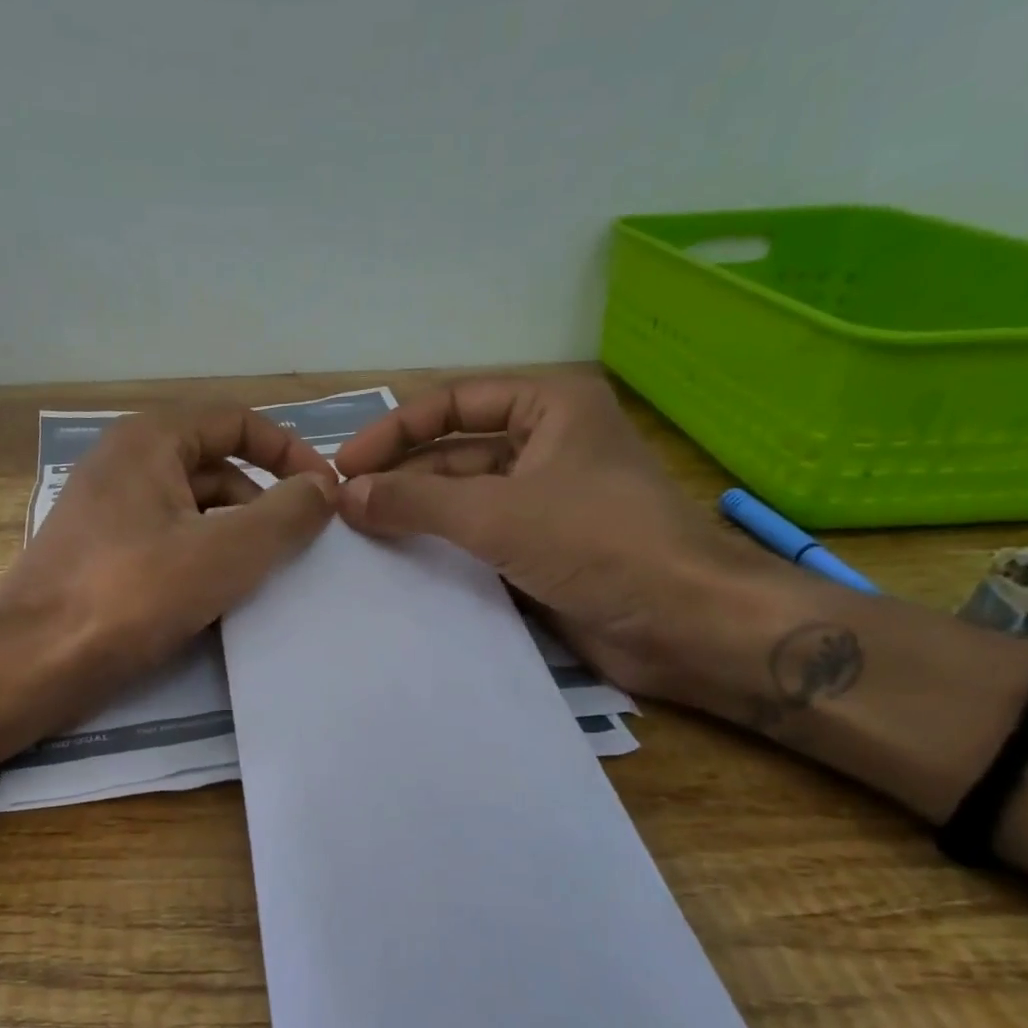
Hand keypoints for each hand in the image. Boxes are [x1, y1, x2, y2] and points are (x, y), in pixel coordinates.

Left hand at [0, 406, 337, 717]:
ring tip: (269, 577)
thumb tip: (323, 488)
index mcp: (150, 440)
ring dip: (237, 535)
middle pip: (217, 465)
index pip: (237, 421)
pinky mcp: (102, 555)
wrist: (31, 664)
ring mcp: (109, 511)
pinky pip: (169, 542)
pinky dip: (204, 560)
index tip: (325, 494)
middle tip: (301, 546)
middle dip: (265, 500)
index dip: (288, 451)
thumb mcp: (226, 552)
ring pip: (194, 509)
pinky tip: (224, 599)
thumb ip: (286, 514)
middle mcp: (125, 463)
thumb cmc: (131, 595)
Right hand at [334, 373, 767, 698]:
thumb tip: (346, 495)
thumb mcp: (498, 513)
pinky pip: (479, 539)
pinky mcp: (543, 550)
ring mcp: (545, 502)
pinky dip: (441, 549)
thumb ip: (417, 501)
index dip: (395, 431)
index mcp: (550, 407)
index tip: (344, 466)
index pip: (453, 404)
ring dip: (416, 515)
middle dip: (401, 477)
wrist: (685, 624)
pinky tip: (397, 565)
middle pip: (454, 453)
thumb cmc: (600, 543)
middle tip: (342, 509)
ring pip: (464, 499)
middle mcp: (546, 446)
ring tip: (358, 537)